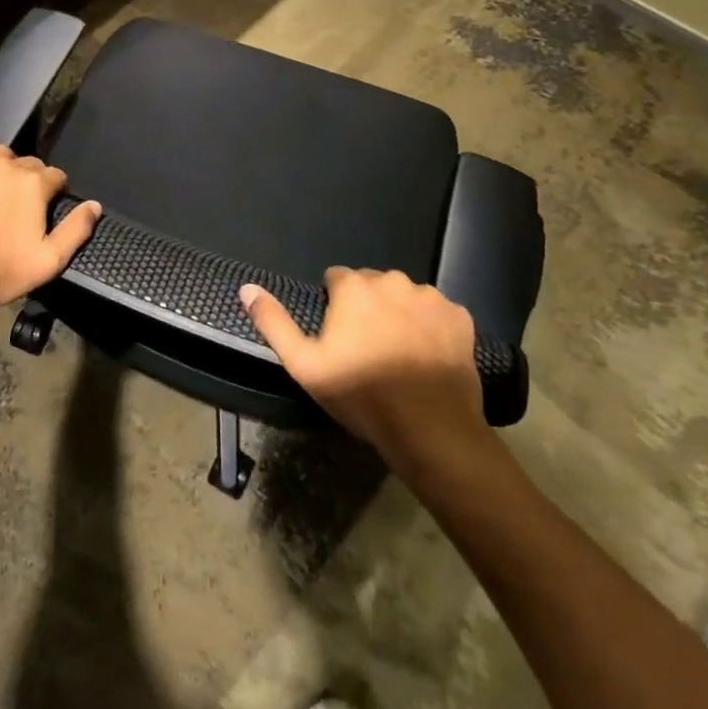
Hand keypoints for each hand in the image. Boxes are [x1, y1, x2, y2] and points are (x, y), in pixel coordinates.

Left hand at [0, 136, 101, 308]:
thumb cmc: (2, 270)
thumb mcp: (50, 261)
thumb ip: (76, 230)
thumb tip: (95, 205)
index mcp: (35, 184)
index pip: (56, 176)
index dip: (55, 192)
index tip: (46, 209)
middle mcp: (9, 165)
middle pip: (29, 163)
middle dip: (30, 180)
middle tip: (20, 205)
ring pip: (0, 153)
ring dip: (5, 166)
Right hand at [239, 268, 491, 478]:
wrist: (432, 430)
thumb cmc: (361, 394)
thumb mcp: (303, 364)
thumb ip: (273, 322)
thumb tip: (246, 288)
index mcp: (354, 286)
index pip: (336, 278)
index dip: (334, 306)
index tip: (338, 338)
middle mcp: (392, 281)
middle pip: (371, 284)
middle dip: (366, 306)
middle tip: (367, 347)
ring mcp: (430, 298)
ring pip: (405, 296)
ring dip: (399, 313)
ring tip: (398, 353)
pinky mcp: (460, 317)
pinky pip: (437, 312)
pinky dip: (431, 326)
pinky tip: (427, 355)